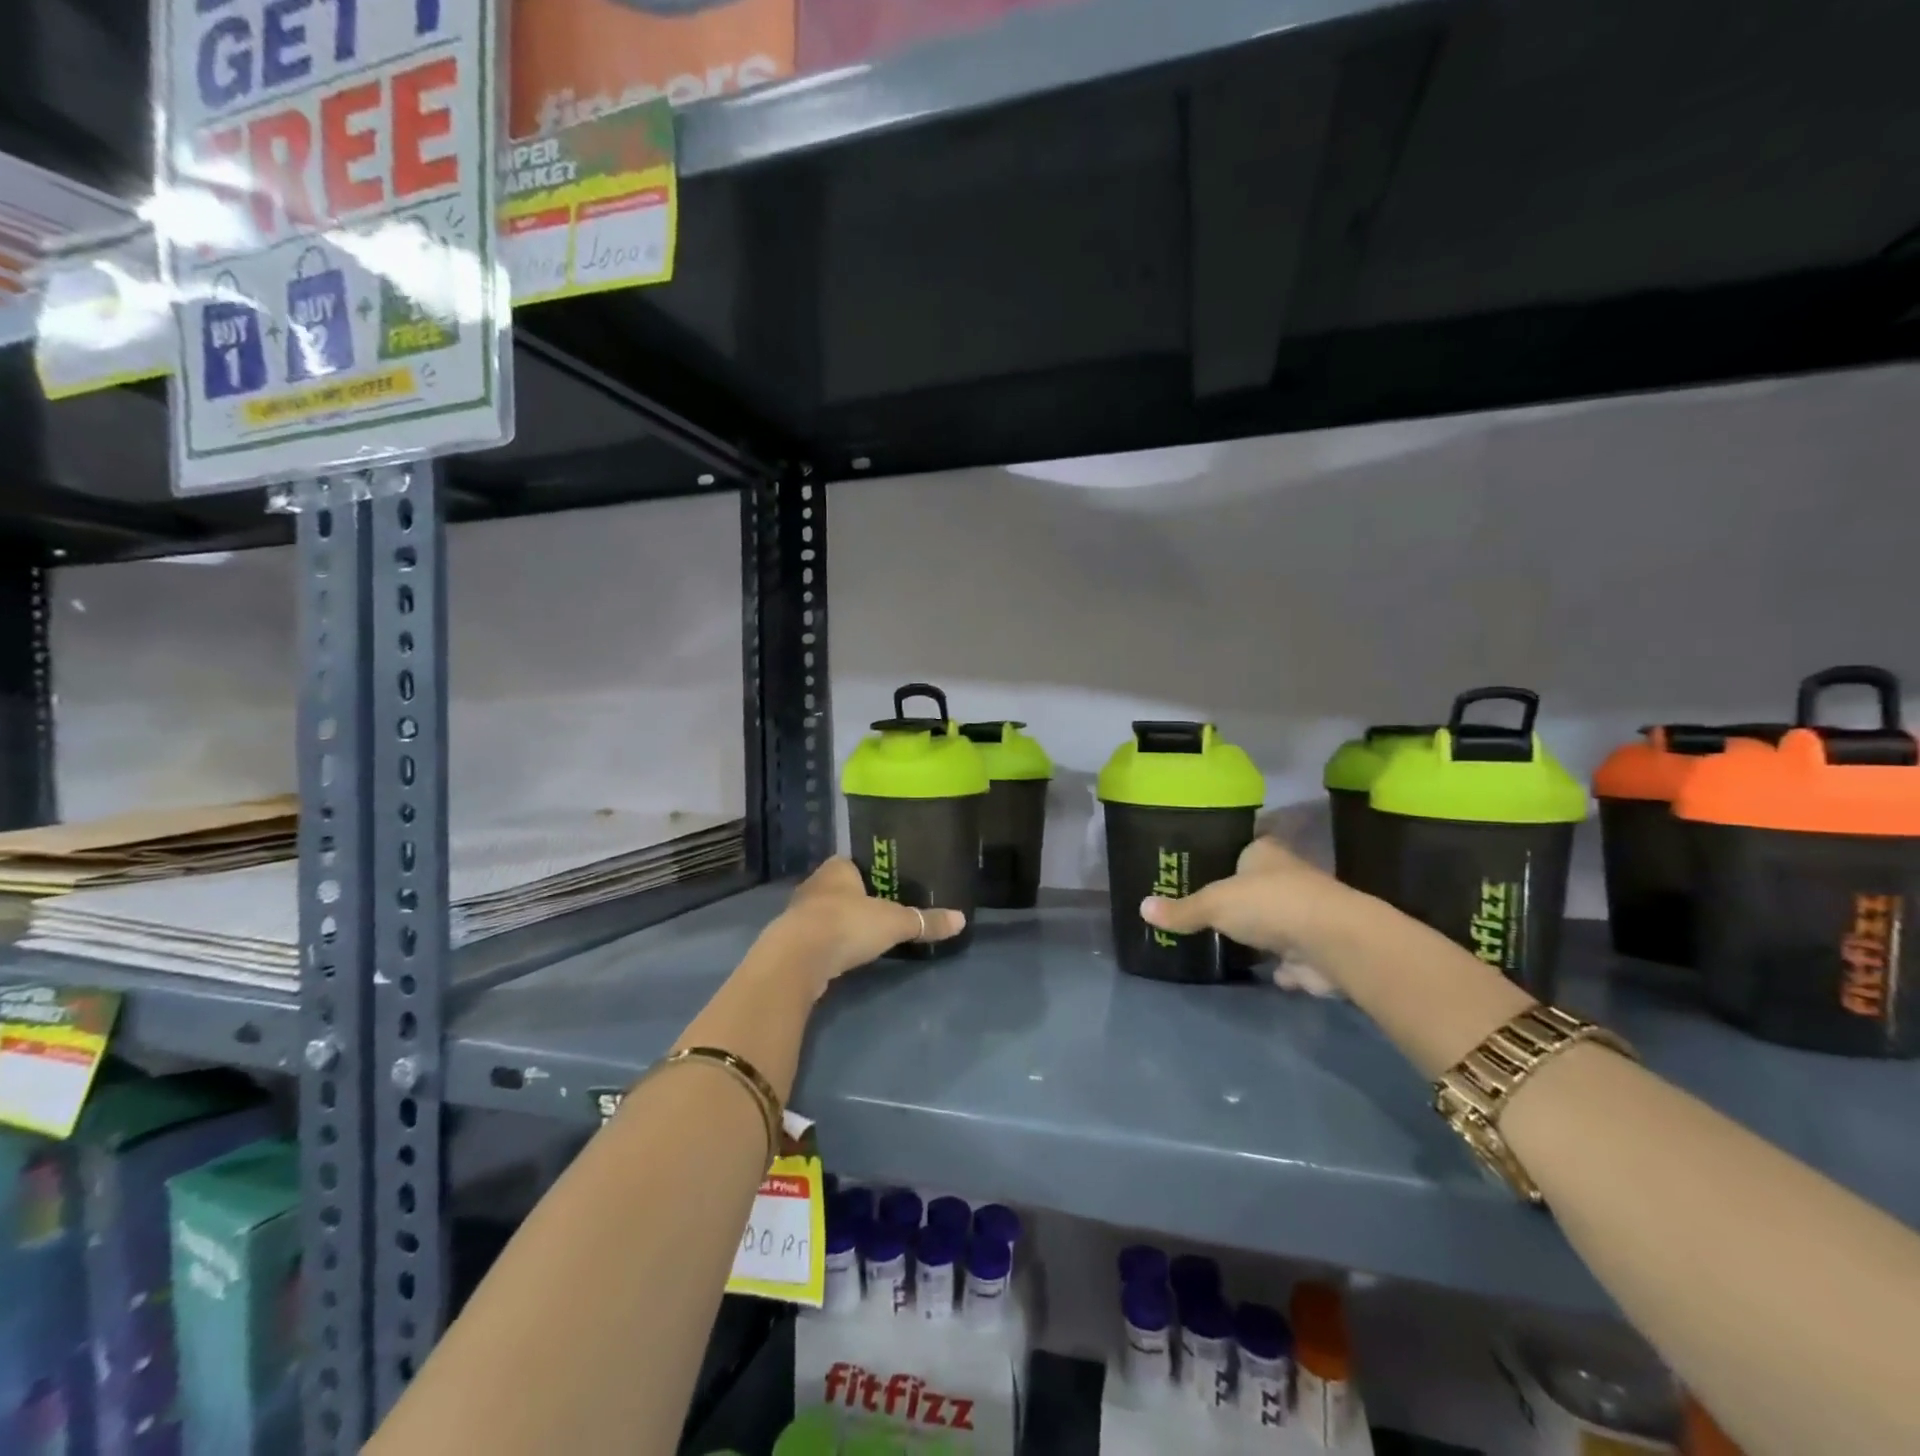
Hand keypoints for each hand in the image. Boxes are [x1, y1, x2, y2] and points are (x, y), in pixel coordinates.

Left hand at [763, 858, 966, 995]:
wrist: (798, 959)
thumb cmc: (847, 924)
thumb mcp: (895, 923)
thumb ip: (925, 921)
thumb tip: (961, 920)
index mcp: (837, 869)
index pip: (853, 863)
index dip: (869, 872)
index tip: (886, 883)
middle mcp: (815, 885)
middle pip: (839, 888)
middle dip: (856, 899)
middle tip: (881, 910)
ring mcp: (798, 914)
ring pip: (825, 913)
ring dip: (840, 923)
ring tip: (864, 935)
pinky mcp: (791, 942)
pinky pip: (815, 938)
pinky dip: (829, 945)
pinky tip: (843, 955)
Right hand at [1139, 836, 1348, 959]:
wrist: (1334, 942)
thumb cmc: (1270, 904)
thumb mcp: (1214, 903)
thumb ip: (1181, 910)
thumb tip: (1141, 908)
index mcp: (1265, 852)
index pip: (1242, 846)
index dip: (1224, 857)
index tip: (1203, 869)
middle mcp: (1289, 876)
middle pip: (1258, 885)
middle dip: (1241, 899)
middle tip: (1208, 910)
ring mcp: (1307, 913)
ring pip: (1277, 920)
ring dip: (1263, 932)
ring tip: (1229, 941)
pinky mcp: (1319, 948)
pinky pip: (1292, 956)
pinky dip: (1283, 965)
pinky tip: (1265, 971)